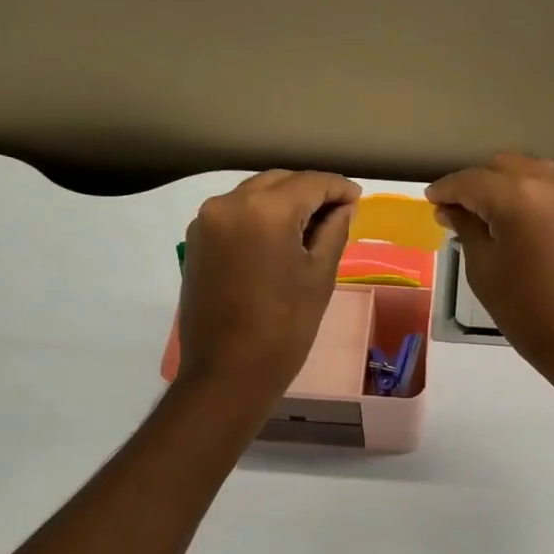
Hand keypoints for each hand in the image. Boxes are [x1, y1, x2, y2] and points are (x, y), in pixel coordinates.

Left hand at [179, 170, 359, 401]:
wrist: (228, 371)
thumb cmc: (285, 327)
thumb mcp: (320, 276)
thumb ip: (334, 230)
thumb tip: (344, 207)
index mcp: (265, 210)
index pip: (310, 183)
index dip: (338, 188)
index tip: (357, 198)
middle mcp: (230, 203)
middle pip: (279, 181)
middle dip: (310, 191)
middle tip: (338, 212)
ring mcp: (207, 220)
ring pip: (255, 194)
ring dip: (284, 201)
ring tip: (310, 226)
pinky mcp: (196, 240)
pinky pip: (235, 213)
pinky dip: (259, 216)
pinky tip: (278, 238)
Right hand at [427, 153, 553, 384]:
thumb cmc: (527, 311)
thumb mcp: (483, 270)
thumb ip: (466, 228)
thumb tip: (451, 209)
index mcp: (518, 196)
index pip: (471, 181)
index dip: (446, 189)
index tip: (431, 200)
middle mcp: (553, 183)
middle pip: (505, 166)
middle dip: (479, 182)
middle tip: (462, 210)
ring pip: (536, 172)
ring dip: (510, 186)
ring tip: (495, 215)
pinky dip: (538, 198)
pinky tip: (529, 226)